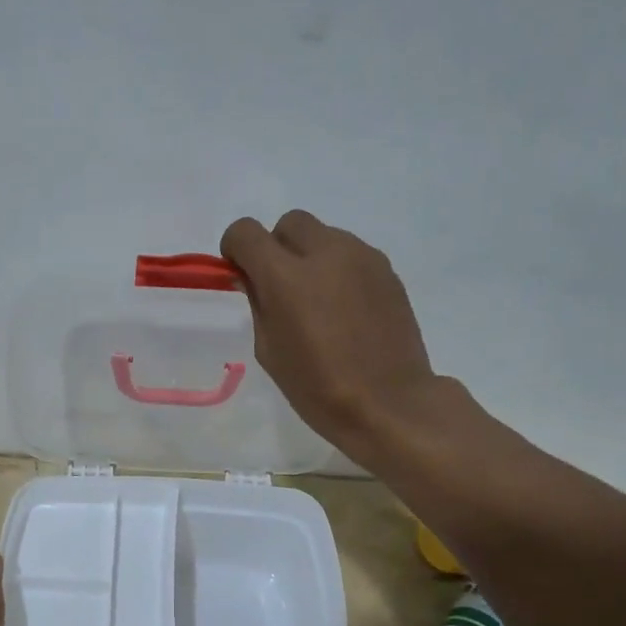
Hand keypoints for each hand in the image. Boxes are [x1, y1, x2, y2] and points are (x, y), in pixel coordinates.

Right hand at [221, 210, 451, 460]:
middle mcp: (324, 253)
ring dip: (311, 257)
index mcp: (285, 276)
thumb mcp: (269, 349)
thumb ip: (258, 303)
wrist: (388, 403)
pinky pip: (351, 254)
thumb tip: (255, 279)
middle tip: (282, 287)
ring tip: (319, 301)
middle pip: (289, 223)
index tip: (242, 274)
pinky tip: (346, 310)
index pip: (245, 232)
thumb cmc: (317, 387)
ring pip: (324, 235)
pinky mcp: (386, 269)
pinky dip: (338, 270)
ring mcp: (361, 257)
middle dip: (277, 247)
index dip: (236, 249)